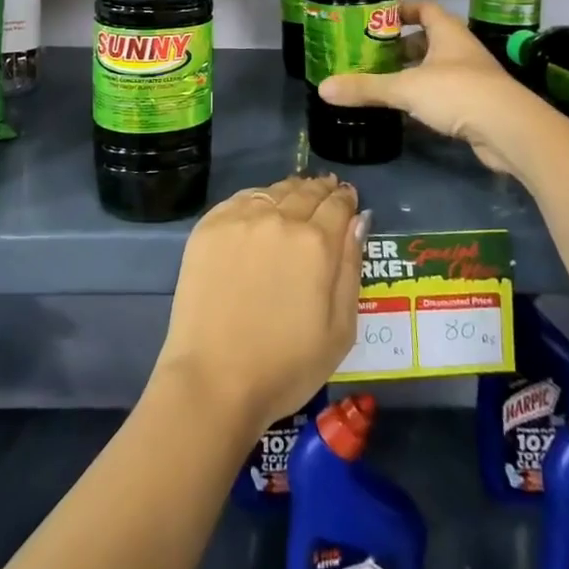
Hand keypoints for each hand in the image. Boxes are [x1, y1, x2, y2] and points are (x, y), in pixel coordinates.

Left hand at [155, 174, 362, 437]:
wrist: (214, 379)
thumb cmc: (286, 366)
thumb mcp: (340, 330)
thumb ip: (351, 268)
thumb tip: (359, 221)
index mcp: (316, 243)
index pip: (338, 206)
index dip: (346, 200)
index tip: (348, 198)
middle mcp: (280, 219)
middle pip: (306, 192)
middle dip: (321, 190)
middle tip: (326, 189)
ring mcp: (241, 219)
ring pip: (274, 191)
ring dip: (291, 191)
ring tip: (297, 194)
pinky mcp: (209, 226)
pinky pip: (241, 199)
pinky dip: (258, 198)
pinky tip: (262, 207)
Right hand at [317, 0, 524, 175]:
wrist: (510, 131)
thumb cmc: (458, 92)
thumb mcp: (405, 88)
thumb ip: (366, 88)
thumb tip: (323, 88)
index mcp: (447, 32)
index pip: (424, 7)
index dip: (401, 9)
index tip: (375, 18)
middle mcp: (461, 49)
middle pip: (428, 38)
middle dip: (400, 45)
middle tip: (370, 53)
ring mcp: (471, 77)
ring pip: (435, 67)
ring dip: (412, 72)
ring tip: (381, 80)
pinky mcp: (476, 104)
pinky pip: (443, 93)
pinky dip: (424, 97)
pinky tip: (405, 110)